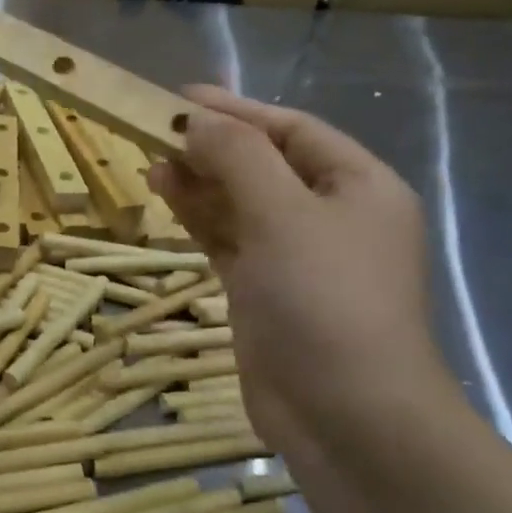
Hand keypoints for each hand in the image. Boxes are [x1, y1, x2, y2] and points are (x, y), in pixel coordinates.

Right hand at [150, 86, 455, 438]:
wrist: (345, 415)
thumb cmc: (324, 299)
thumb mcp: (283, 214)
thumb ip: (239, 158)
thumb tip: (198, 121)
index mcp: (358, 186)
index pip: (292, 130)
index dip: (237, 110)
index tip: (181, 97)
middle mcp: (330, 215)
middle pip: (264, 164)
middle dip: (213, 147)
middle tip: (157, 131)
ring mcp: (296, 256)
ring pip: (241, 202)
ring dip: (201, 181)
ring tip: (153, 162)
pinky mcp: (265, 290)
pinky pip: (228, 238)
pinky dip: (200, 217)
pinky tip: (167, 197)